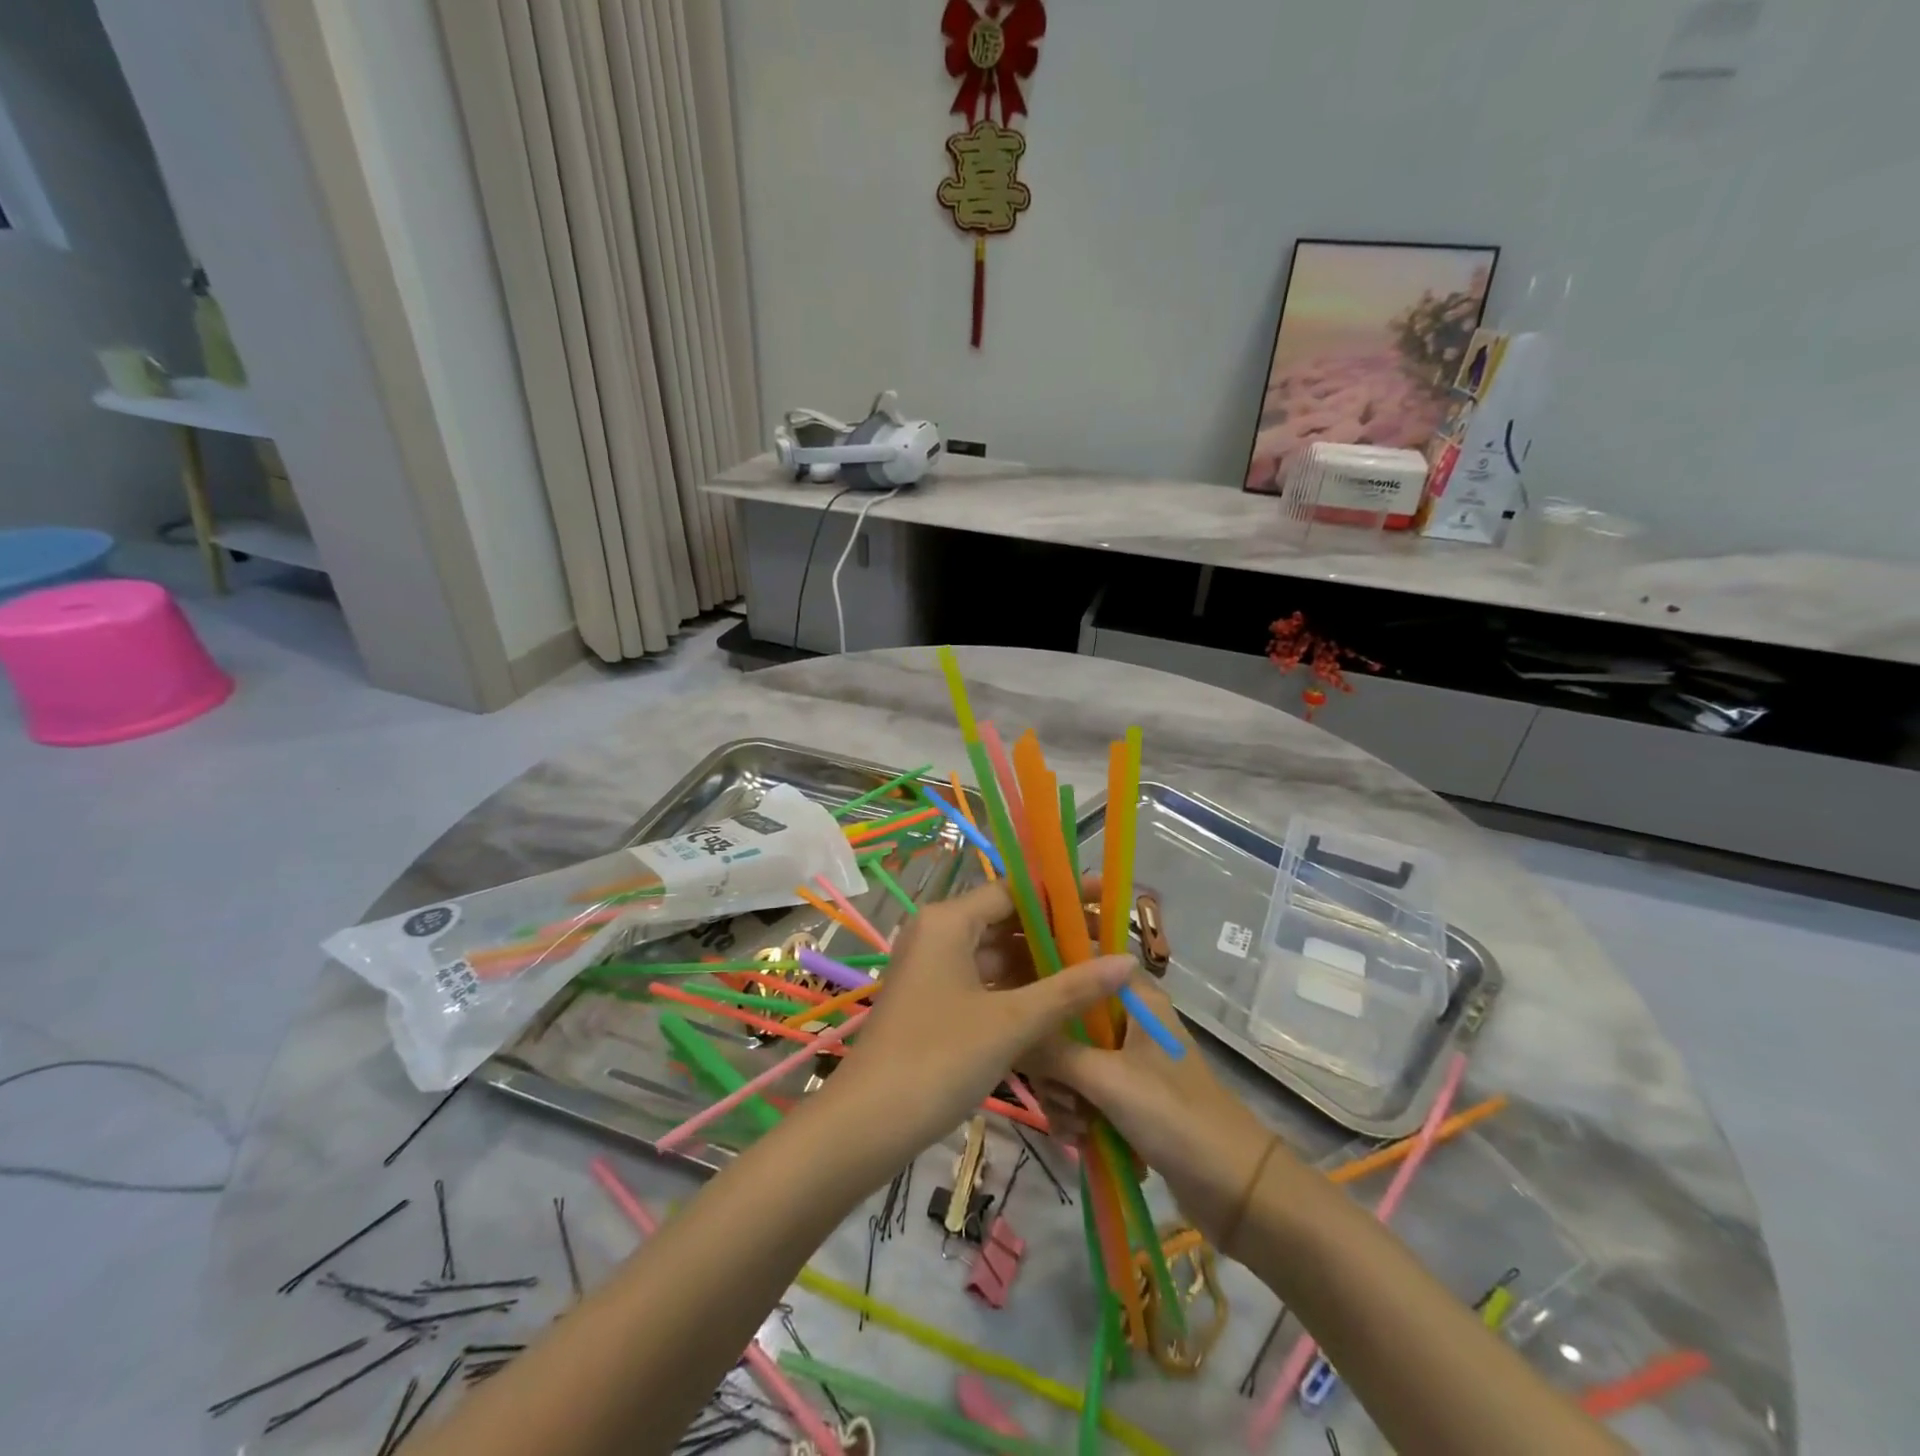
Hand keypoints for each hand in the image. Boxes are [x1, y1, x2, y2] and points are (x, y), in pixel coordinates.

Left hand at [828, 879, 1131, 1153]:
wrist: (867, 1125)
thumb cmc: (939, 1059)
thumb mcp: (1012, 1022)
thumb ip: (1071, 989)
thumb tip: (1128, 961)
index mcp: (949, 920)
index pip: (1015, 890)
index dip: (1063, 894)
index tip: (1106, 899)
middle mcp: (938, 933)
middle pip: (1006, 919)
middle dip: (1056, 931)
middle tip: (1110, 940)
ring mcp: (934, 968)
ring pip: (997, 953)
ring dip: (1041, 962)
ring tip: (1096, 971)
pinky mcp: (934, 1000)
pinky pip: (985, 980)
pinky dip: (1019, 988)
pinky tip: (1059, 1003)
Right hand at [1023, 977, 1286, 1246]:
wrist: (1235, 1189)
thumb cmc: (1174, 1115)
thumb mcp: (1106, 1080)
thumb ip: (1052, 1053)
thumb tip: (1007, 1034)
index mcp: (1136, 998)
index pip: (1083, 964)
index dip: (1049, 975)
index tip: (1018, 998)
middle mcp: (1132, 1021)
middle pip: (1069, 1019)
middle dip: (1053, 1060)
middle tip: (1054, 1091)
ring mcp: (1131, 1061)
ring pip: (1074, 1061)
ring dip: (1065, 1094)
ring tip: (1074, 1126)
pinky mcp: (1131, 1097)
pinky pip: (1087, 1092)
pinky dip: (1079, 1114)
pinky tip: (1080, 1140)